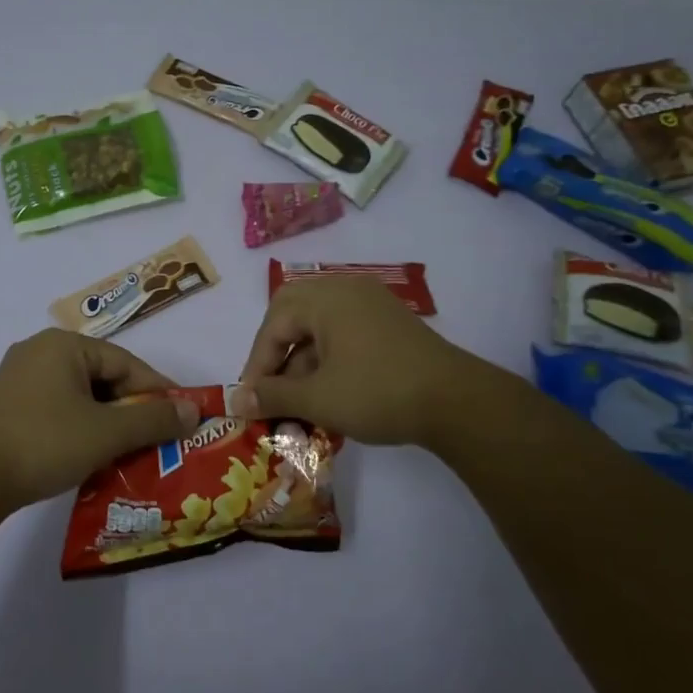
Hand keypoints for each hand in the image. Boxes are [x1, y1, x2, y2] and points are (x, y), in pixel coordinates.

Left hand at [0, 330, 200, 510]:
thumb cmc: (45, 442)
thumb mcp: (107, 432)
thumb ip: (153, 419)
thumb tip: (192, 410)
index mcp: (64, 346)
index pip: (126, 363)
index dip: (157, 391)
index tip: (182, 416)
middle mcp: (41, 352)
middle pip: (103, 377)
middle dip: (132, 408)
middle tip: (158, 438)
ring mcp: (20, 378)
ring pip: (81, 395)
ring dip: (108, 421)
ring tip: (130, 451)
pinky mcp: (9, 405)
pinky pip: (59, 408)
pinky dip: (81, 427)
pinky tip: (93, 454)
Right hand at [236, 276, 503, 447]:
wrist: (458, 403)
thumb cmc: (378, 393)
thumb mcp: (318, 398)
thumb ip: (273, 396)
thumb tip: (235, 401)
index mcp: (325, 298)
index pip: (274, 324)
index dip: (257, 363)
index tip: (250, 399)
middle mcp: (346, 290)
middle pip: (293, 314)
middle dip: (276, 352)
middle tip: (268, 385)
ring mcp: (371, 304)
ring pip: (320, 326)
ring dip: (302, 360)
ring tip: (298, 399)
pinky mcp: (390, 323)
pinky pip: (344, 332)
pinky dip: (328, 358)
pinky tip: (328, 391)